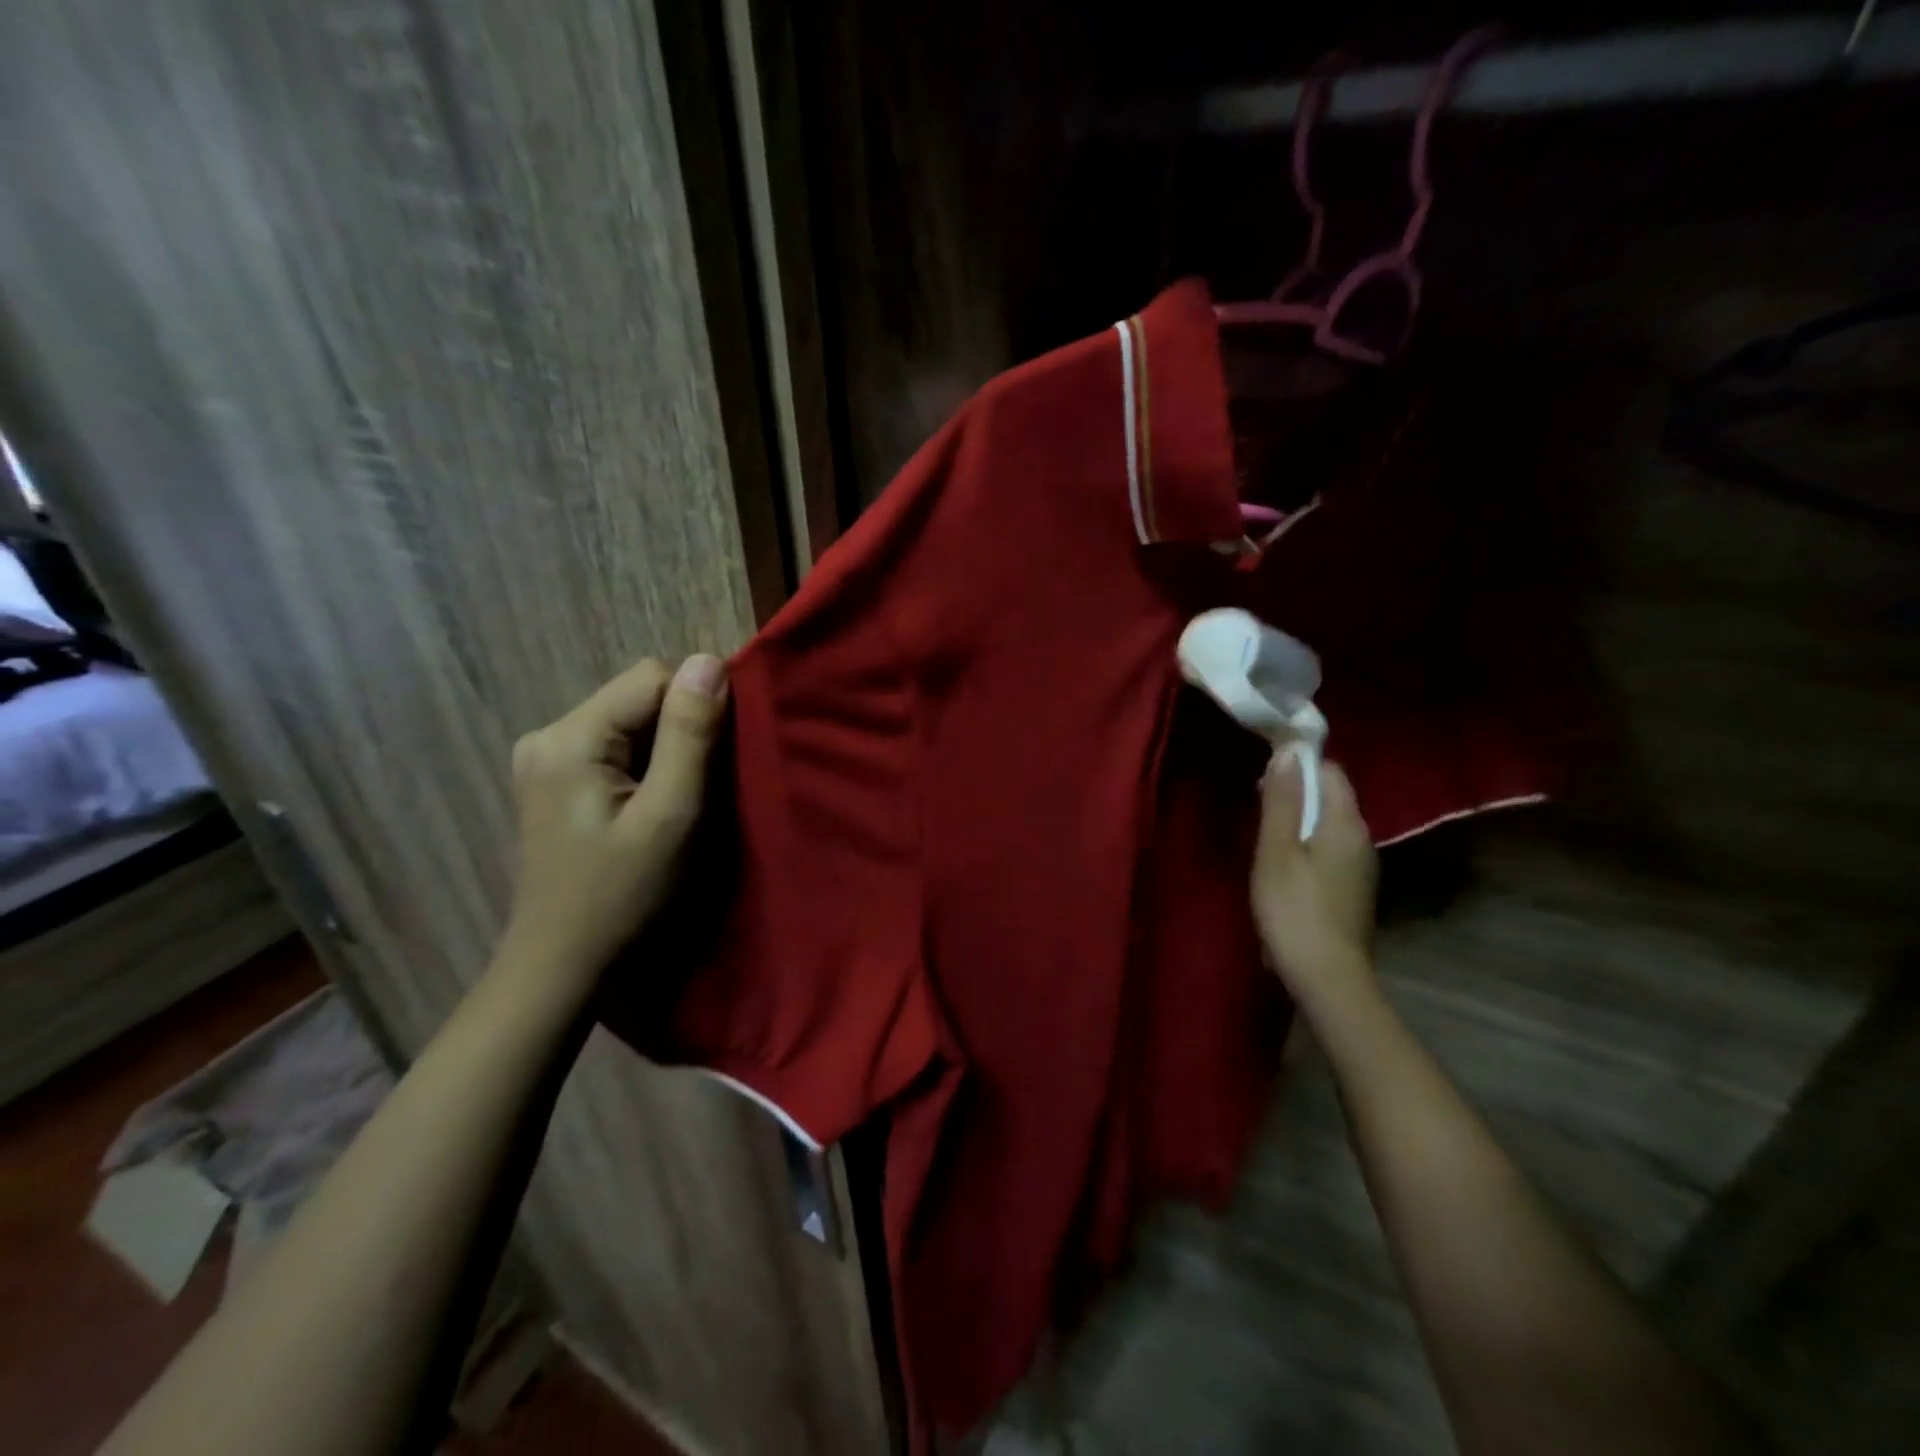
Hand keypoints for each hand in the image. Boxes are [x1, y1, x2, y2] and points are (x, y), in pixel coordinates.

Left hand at [502, 655, 728, 975]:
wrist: (563, 964)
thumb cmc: (622, 895)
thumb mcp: (670, 814)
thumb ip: (690, 735)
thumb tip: (709, 660)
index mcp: (569, 737)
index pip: (652, 677)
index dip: (696, 707)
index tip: (718, 758)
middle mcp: (547, 734)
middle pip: (638, 697)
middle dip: (680, 731)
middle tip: (697, 788)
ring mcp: (545, 757)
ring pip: (631, 721)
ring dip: (665, 750)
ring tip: (675, 801)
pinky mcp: (553, 779)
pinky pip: (616, 746)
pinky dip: (646, 765)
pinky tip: (648, 805)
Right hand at [1252, 751, 1378, 1009]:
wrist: (1327, 978)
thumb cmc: (1294, 910)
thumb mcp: (1277, 850)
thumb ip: (1283, 800)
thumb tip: (1290, 751)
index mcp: (1346, 823)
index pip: (1330, 770)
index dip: (1298, 763)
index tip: (1263, 772)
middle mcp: (1362, 838)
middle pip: (1331, 795)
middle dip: (1296, 790)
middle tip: (1256, 803)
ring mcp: (1361, 865)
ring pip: (1329, 823)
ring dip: (1299, 818)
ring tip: (1264, 833)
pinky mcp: (1353, 888)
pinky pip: (1330, 847)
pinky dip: (1306, 843)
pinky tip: (1282, 864)